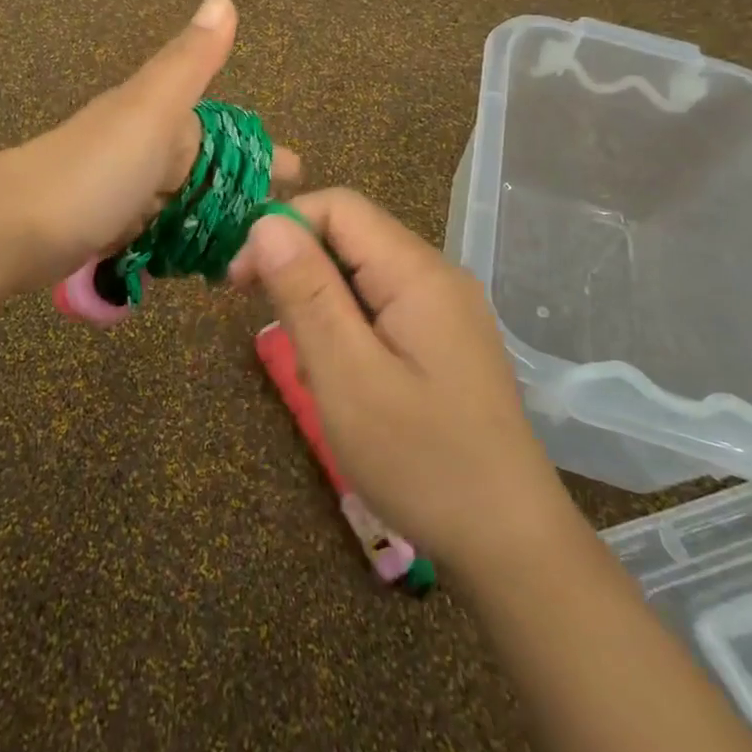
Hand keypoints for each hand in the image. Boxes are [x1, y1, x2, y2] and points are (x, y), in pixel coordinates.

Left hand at [14, 0, 300, 286]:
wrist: (14, 226)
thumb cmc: (96, 169)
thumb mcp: (151, 108)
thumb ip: (191, 61)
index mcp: (162, 120)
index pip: (226, 135)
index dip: (263, 153)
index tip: (299, 175)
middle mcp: (145, 151)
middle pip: (207, 172)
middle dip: (244, 193)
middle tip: (279, 226)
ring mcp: (125, 192)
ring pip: (183, 205)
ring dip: (214, 223)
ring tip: (248, 254)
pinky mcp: (108, 230)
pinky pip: (157, 233)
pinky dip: (180, 244)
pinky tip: (197, 265)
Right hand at [228, 188, 573, 579]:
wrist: (511, 544)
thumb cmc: (422, 461)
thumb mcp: (348, 377)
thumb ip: (306, 293)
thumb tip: (266, 221)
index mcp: (417, 273)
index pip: (337, 207)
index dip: (281, 228)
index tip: (240, 282)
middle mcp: (436, 276)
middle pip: (350, 236)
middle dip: (297, 268)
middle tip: (268, 328)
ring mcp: (445, 309)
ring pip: (361, 274)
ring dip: (319, 304)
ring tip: (307, 366)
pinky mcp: (444, 340)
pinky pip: (381, 308)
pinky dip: (346, 328)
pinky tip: (341, 378)